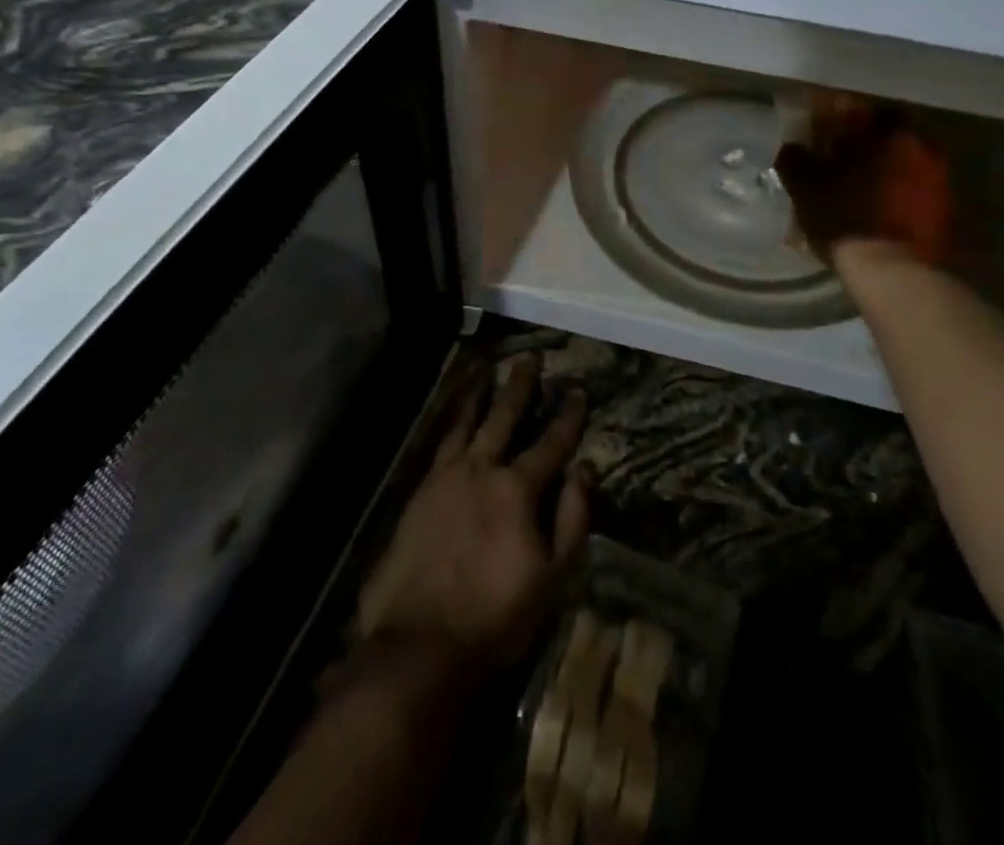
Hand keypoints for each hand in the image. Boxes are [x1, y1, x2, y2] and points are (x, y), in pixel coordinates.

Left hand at [356, 361, 590, 683]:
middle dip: (521, 387)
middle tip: (530, 357)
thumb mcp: (552, 579)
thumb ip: (571, 521)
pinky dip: (451, 421)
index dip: (568, 417)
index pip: (551, 444)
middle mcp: (481, 470)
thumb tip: (584, 472)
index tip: (578, 390)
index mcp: (517, 490)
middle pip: (505, 418)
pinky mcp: (419, 492)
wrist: (419, 646)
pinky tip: (455, 415)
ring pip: (466, 422)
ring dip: (480, 394)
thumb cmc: (495, 618)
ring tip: (486, 368)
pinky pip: (440, 443)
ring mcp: (445, 478)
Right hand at [775, 93, 952, 267]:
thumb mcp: (807, 189)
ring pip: (903, 164)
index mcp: (891, 135)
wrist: (895, 275)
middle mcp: (924, 149)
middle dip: (861, 145)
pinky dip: (894, 194)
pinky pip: (914, 191)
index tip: (821, 128)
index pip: (864, 109)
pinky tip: (873, 210)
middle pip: (887, 136)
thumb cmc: (847, 220)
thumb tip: (791, 147)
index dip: (839, 116)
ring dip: (879, 171)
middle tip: (835, 159)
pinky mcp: (947, 213)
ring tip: (853, 188)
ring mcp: (941, 182)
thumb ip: (796, 161)